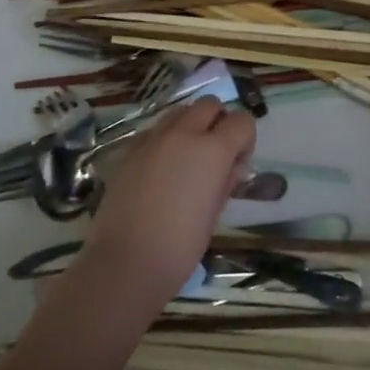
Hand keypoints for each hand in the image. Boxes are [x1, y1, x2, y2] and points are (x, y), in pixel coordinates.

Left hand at [76, 97, 256, 313]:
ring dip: (190, 125)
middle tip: (214, 154)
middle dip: (218, 121)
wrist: (124, 264)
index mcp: (213, 150)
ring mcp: (153, 139)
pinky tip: (160, 169)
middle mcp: (184, 133)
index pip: (242, 120)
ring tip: (186, 157)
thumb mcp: (214, 214)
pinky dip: (165, 139)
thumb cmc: (180, 247)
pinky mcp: (129, 150)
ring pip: (180, 111)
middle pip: (209, 104)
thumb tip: (233, 166)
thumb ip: (227, 180)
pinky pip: (154, 131)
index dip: (245, 139)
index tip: (238, 162)